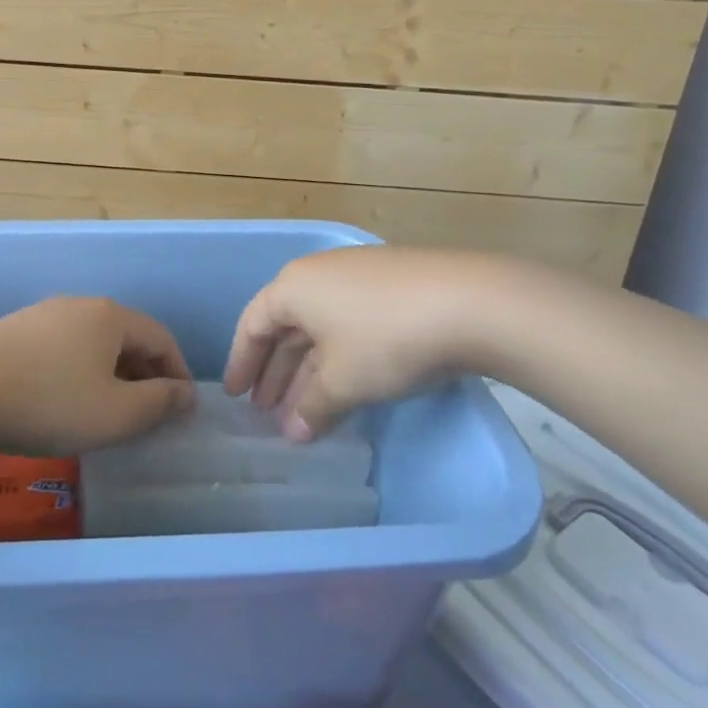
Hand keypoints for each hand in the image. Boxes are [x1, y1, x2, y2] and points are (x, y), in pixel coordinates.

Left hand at [0, 297, 194, 454]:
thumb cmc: (49, 402)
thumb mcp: (116, 414)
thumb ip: (159, 403)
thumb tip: (186, 393)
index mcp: (111, 316)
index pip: (161, 338)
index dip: (179, 374)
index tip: (184, 409)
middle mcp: (81, 305)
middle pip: (127, 338)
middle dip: (146, 375)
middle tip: (151, 415)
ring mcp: (44, 315)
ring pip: (94, 344)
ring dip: (112, 375)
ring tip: (110, 412)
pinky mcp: (16, 331)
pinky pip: (65, 350)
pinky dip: (80, 373)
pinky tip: (67, 401)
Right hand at [224, 247, 487, 440]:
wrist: (472, 302)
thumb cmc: (387, 339)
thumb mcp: (343, 380)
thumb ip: (311, 408)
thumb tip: (293, 433)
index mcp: (294, 286)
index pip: (253, 324)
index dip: (242, 363)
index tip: (235, 397)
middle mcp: (319, 274)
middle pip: (285, 326)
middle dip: (275, 372)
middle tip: (268, 411)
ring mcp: (359, 276)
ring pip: (320, 327)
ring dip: (308, 369)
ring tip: (304, 410)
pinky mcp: (393, 285)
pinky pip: (349, 323)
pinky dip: (339, 356)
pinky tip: (347, 385)